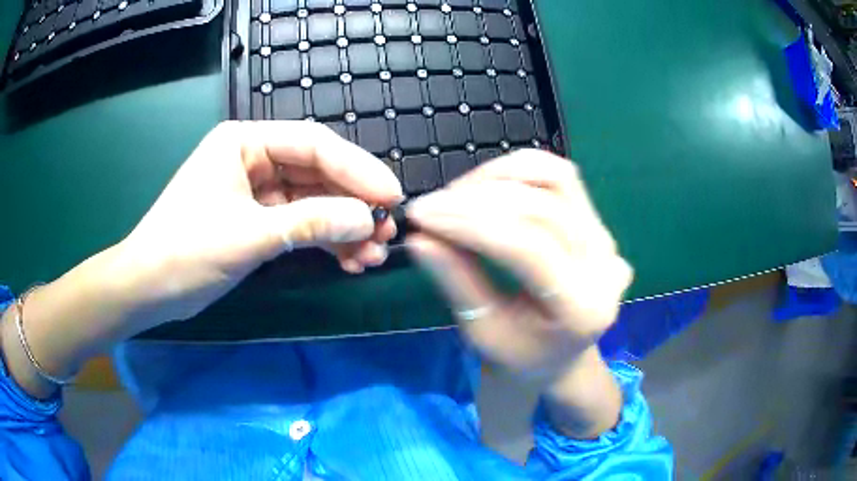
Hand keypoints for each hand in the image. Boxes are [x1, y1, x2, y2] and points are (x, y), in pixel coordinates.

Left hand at [114, 121, 402, 322]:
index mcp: (245, 142)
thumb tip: (367, 221)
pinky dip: (323, 241)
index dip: (357, 169)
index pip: (313, 145)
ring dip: (342, 228)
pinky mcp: (257, 219)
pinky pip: (299, 224)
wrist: (149, 289)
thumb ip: (311, 223)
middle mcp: (253, 158)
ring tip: (371, 256)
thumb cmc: (187, 251)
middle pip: (317, 173)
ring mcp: (256, 190)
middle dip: (352, 204)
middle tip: (385, 231)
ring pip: (312, 202)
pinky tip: (347, 260)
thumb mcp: (250, 235)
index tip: (391, 196)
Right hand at [406, 150, 631, 384]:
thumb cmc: (519, 355)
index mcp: (581, 310)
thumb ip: (455, 281)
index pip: (528, 248)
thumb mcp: (482, 332)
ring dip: (500, 176)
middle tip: (432, 205)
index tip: (422, 214)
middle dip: (479, 198)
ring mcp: (606, 240)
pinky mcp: (596, 221)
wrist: (559, 356)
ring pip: (555, 179)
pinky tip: (486, 187)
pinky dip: (518, 172)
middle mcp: (604, 268)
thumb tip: (419, 237)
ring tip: (457, 193)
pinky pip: (559, 178)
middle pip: (544, 207)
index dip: (470, 224)